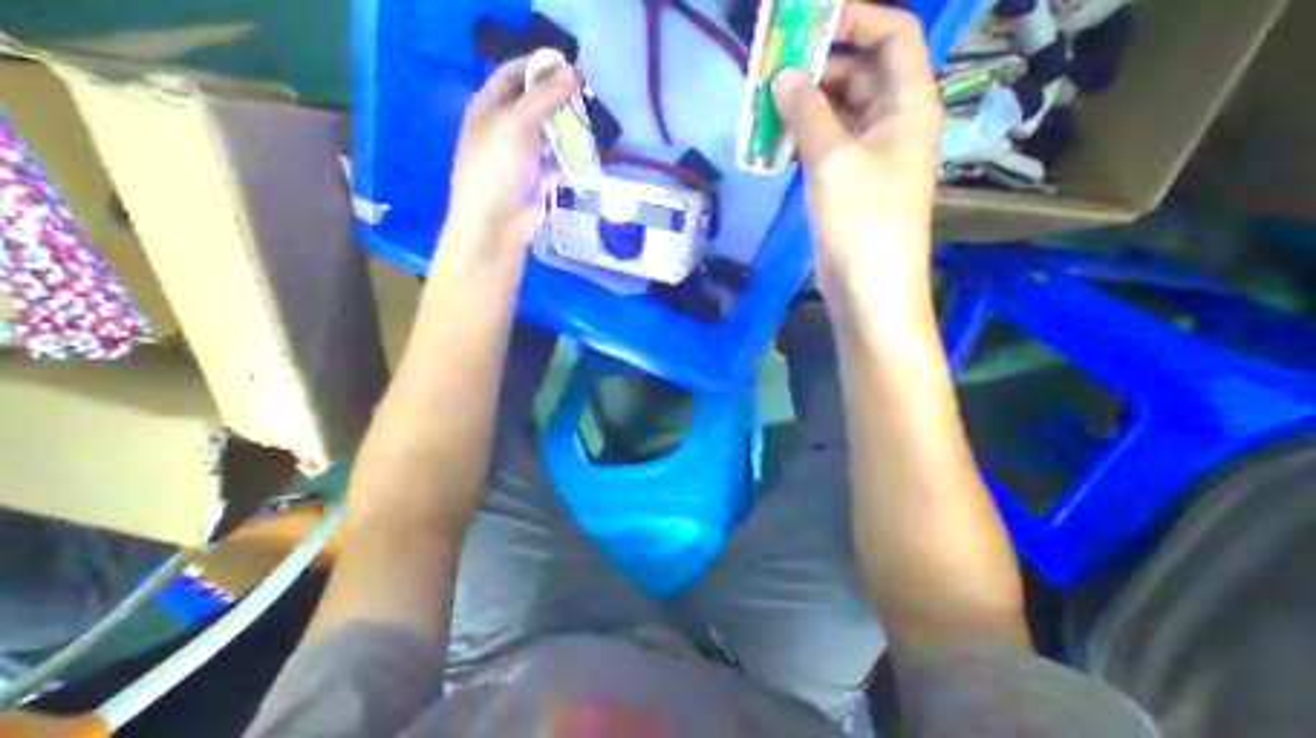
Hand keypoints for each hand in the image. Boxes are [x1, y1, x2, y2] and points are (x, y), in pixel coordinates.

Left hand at [444, 58, 576, 261]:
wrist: (497, 224)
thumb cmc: (496, 168)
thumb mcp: (516, 124)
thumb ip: (545, 98)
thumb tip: (574, 72)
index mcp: (488, 107)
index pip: (514, 75)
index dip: (538, 67)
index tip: (569, 65)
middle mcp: (505, 128)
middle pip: (535, 105)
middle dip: (559, 99)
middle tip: (587, 95)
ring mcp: (524, 156)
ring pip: (550, 134)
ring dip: (568, 128)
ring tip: (592, 121)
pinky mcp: (540, 179)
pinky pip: (559, 161)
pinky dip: (572, 157)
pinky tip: (589, 152)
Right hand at [774, 3, 945, 308]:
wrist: (867, 284)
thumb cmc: (862, 219)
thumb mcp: (833, 160)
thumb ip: (809, 114)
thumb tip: (784, 76)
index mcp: (908, 105)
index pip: (891, 37)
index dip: (856, 18)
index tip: (808, 22)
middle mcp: (893, 124)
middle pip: (860, 75)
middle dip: (820, 67)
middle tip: (774, 69)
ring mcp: (868, 157)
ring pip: (838, 114)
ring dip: (806, 107)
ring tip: (767, 104)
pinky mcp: (847, 185)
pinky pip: (826, 147)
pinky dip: (803, 140)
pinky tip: (775, 141)